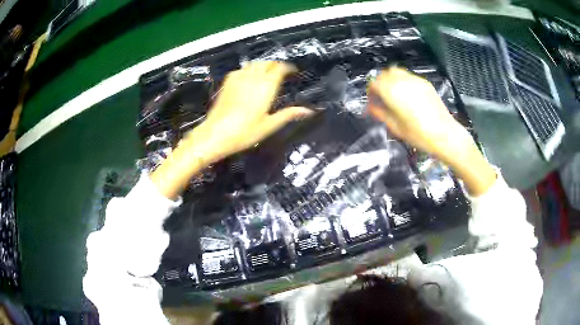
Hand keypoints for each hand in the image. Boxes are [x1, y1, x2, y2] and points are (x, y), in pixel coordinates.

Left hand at [192, 61, 312, 160]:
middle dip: (275, 65)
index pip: (279, 68)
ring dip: (262, 66)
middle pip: (266, 63)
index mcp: (266, 87)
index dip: (287, 67)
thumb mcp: (269, 125)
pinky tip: (249, 79)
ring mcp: (238, 78)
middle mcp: (253, 78)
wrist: (215, 134)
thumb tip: (309, 111)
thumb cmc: (245, 132)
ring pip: (253, 64)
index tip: (293, 71)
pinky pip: (241, 69)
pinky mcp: (227, 83)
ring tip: (267, 74)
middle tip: (280, 73)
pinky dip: (249, 70)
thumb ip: (288, 114)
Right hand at [368, 67, 495, 195]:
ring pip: (396, 72)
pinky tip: (407, 96)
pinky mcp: (425, 83)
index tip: (372, 102)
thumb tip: (370, 107)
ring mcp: (415, 80)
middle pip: (384, 74)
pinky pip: (408, 76)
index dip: (370, 92)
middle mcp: (403, 81)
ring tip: (394, 95)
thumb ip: (380, 114)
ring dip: (391, 80)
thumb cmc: (419, 135)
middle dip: (380, 84)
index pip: (374, 83)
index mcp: (393, 92)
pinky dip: (403, 81)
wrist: (446, 135)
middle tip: (381, 98)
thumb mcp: (396, 127)